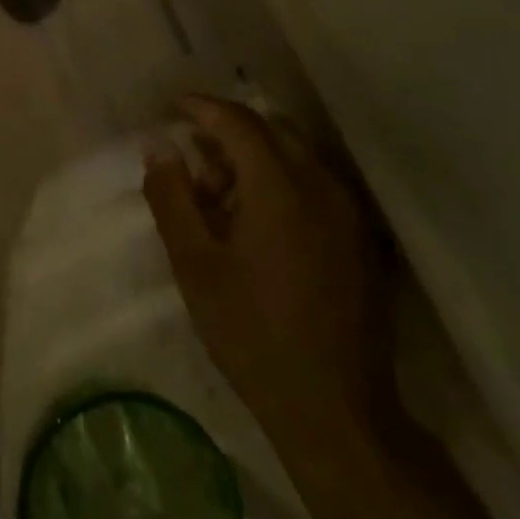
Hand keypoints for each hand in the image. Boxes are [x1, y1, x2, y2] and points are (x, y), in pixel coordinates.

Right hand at [145, 96, 396, 438]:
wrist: (336, 411)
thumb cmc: (252, 333)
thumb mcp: (194, 265)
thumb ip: (171, 196)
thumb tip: (158, 147)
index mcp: (281, 188)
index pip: (237, 121)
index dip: (200, 107)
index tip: (170, 107)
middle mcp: (323, 186)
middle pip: (269, 131)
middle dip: (225, 135)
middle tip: (192, 167)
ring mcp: (349, 212)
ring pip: (294, 155)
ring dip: (253, 160)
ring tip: (220, 204)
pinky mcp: (361, 238)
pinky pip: (314, 184)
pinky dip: (280, 182)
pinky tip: (258, 226)